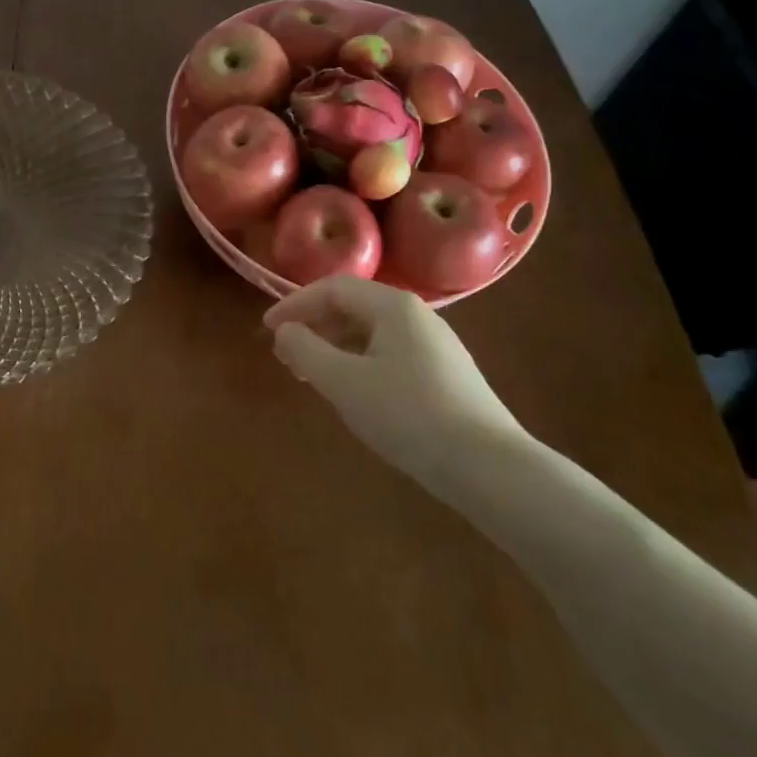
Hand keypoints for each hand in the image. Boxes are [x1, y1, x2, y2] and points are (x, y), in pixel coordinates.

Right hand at [264, 277, 526, 494]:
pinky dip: (358, 362)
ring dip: (334, 347)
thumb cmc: (409, 415)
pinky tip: (352, 391)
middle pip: (353, 307)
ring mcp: (435, 345)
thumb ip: (306, 351)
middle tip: (285, 355)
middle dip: (314, 326)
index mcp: (393, 306)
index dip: (294, 304)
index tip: (267, 329)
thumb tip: (284, 331)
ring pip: (371, 332)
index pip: (332, 288)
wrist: (489, 467)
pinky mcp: (444, 374)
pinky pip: (388, 353)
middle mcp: (416, 315)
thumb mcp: (344, 383)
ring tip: (311, 375)